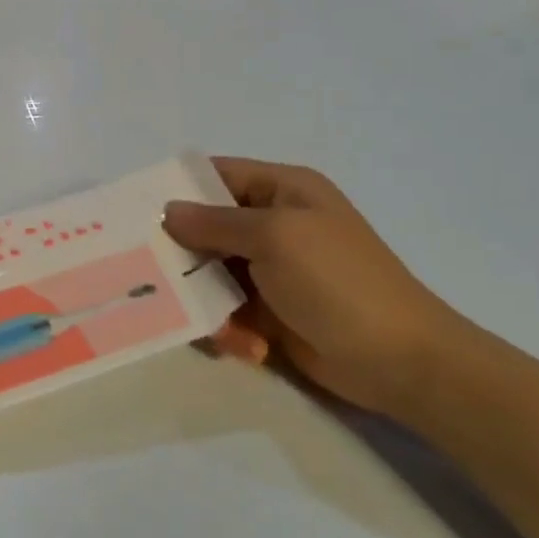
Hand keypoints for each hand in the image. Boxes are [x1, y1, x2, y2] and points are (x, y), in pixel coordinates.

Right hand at [163, 159, 467, 418]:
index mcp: (283, 191)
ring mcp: (273, 271)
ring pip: (211, 274)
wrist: (401, 362)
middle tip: (152, 274)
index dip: (179, 189)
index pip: (217, 175)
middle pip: (206, 228)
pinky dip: (230, 328)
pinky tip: (249, 346)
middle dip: (183, 253)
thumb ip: (214, 222)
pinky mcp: (271, 312)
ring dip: (207, 300)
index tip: (137, 211)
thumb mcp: (274, 237)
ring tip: (218, 327)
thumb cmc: (338, 282)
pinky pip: (228, 310)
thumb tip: (167, 211)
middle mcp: (274, 225)